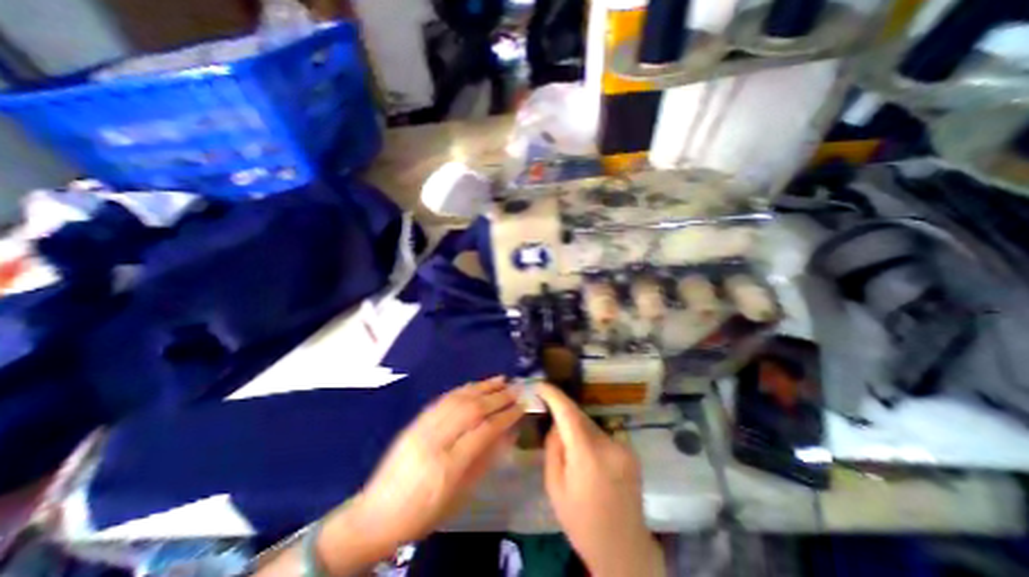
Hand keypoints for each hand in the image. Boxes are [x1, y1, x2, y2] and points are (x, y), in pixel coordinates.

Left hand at [319, 379, 522, 571]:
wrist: (376, 514)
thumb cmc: (424, 514)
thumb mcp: (460, 496)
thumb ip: (485, 460)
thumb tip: (507, 433)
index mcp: (448, 466)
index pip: (484, 430)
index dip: (505, 416)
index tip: (521, 406)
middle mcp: (435, 440)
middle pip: (472, 409)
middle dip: (498, 397)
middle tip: (515, 389)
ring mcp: (422, 427)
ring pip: (457, 398)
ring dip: (482, 387)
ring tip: (501, 380)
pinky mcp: (415, 422)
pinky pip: (443, 399)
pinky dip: (463, 389)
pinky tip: (475, 385)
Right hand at [540, 382, 666, 576]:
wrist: (623, 549)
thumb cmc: (581, 521)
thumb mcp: (554, 486)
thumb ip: (553, 447)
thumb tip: (557, 423)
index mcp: (587, 454)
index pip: (568, 412)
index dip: (553, 394)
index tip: (540, 385)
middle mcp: (609, 444)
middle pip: (580, 416)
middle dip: (563, 412)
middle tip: (547, 411)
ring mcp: (623, 447)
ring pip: (591, 425)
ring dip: (577, 426)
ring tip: (568, 443)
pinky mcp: (631, 451)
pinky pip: (602, 434)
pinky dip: (590, 436)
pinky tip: (586, 455)